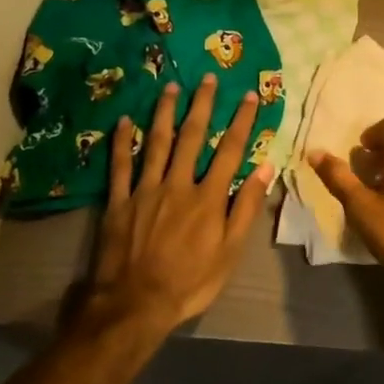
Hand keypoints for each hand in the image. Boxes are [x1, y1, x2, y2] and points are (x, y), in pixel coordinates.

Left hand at [84, 74, 271, 338]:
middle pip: (192, 136)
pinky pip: (119, 166)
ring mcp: (145, 190)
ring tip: (171, 87)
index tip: (249, 95)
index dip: (241, 121)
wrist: (134, 306)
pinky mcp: (118, 202)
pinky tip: (123, 120)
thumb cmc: (190, 282)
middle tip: (208, 78)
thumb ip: (246, 208)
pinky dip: (121, 142)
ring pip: (156, 143)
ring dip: (164, 112)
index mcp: (208, 197)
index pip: (230, 150)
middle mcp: (178, 184)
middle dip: (202, 105)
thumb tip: (265, 167)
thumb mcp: (230, 252)